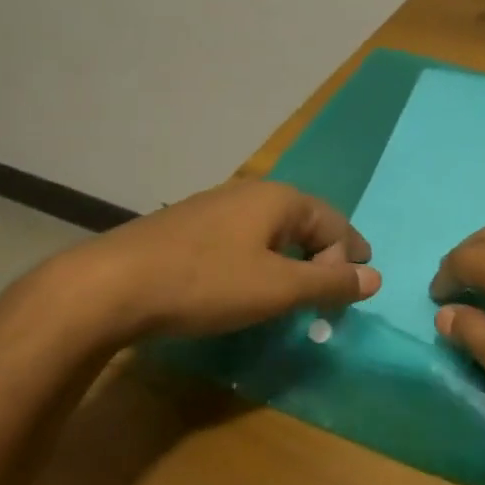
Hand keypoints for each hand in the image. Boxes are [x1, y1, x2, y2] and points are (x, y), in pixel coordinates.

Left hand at [47, 180, 379, 348]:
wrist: (110, 285)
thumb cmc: (206, 283)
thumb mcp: (277, 289)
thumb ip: (328, 283)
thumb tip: (375, 279)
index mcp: (280, 199)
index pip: (334, 223)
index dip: (350, 257)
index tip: (353, 292)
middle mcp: (251, 192)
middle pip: (305, 221)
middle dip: (323, 256)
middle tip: (331, 291)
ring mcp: (216, 206)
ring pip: (272, 230)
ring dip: (292, 259)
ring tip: (294, 290)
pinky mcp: (188, 226)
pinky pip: (244, 238)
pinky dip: (261, 260)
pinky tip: (248, 283)